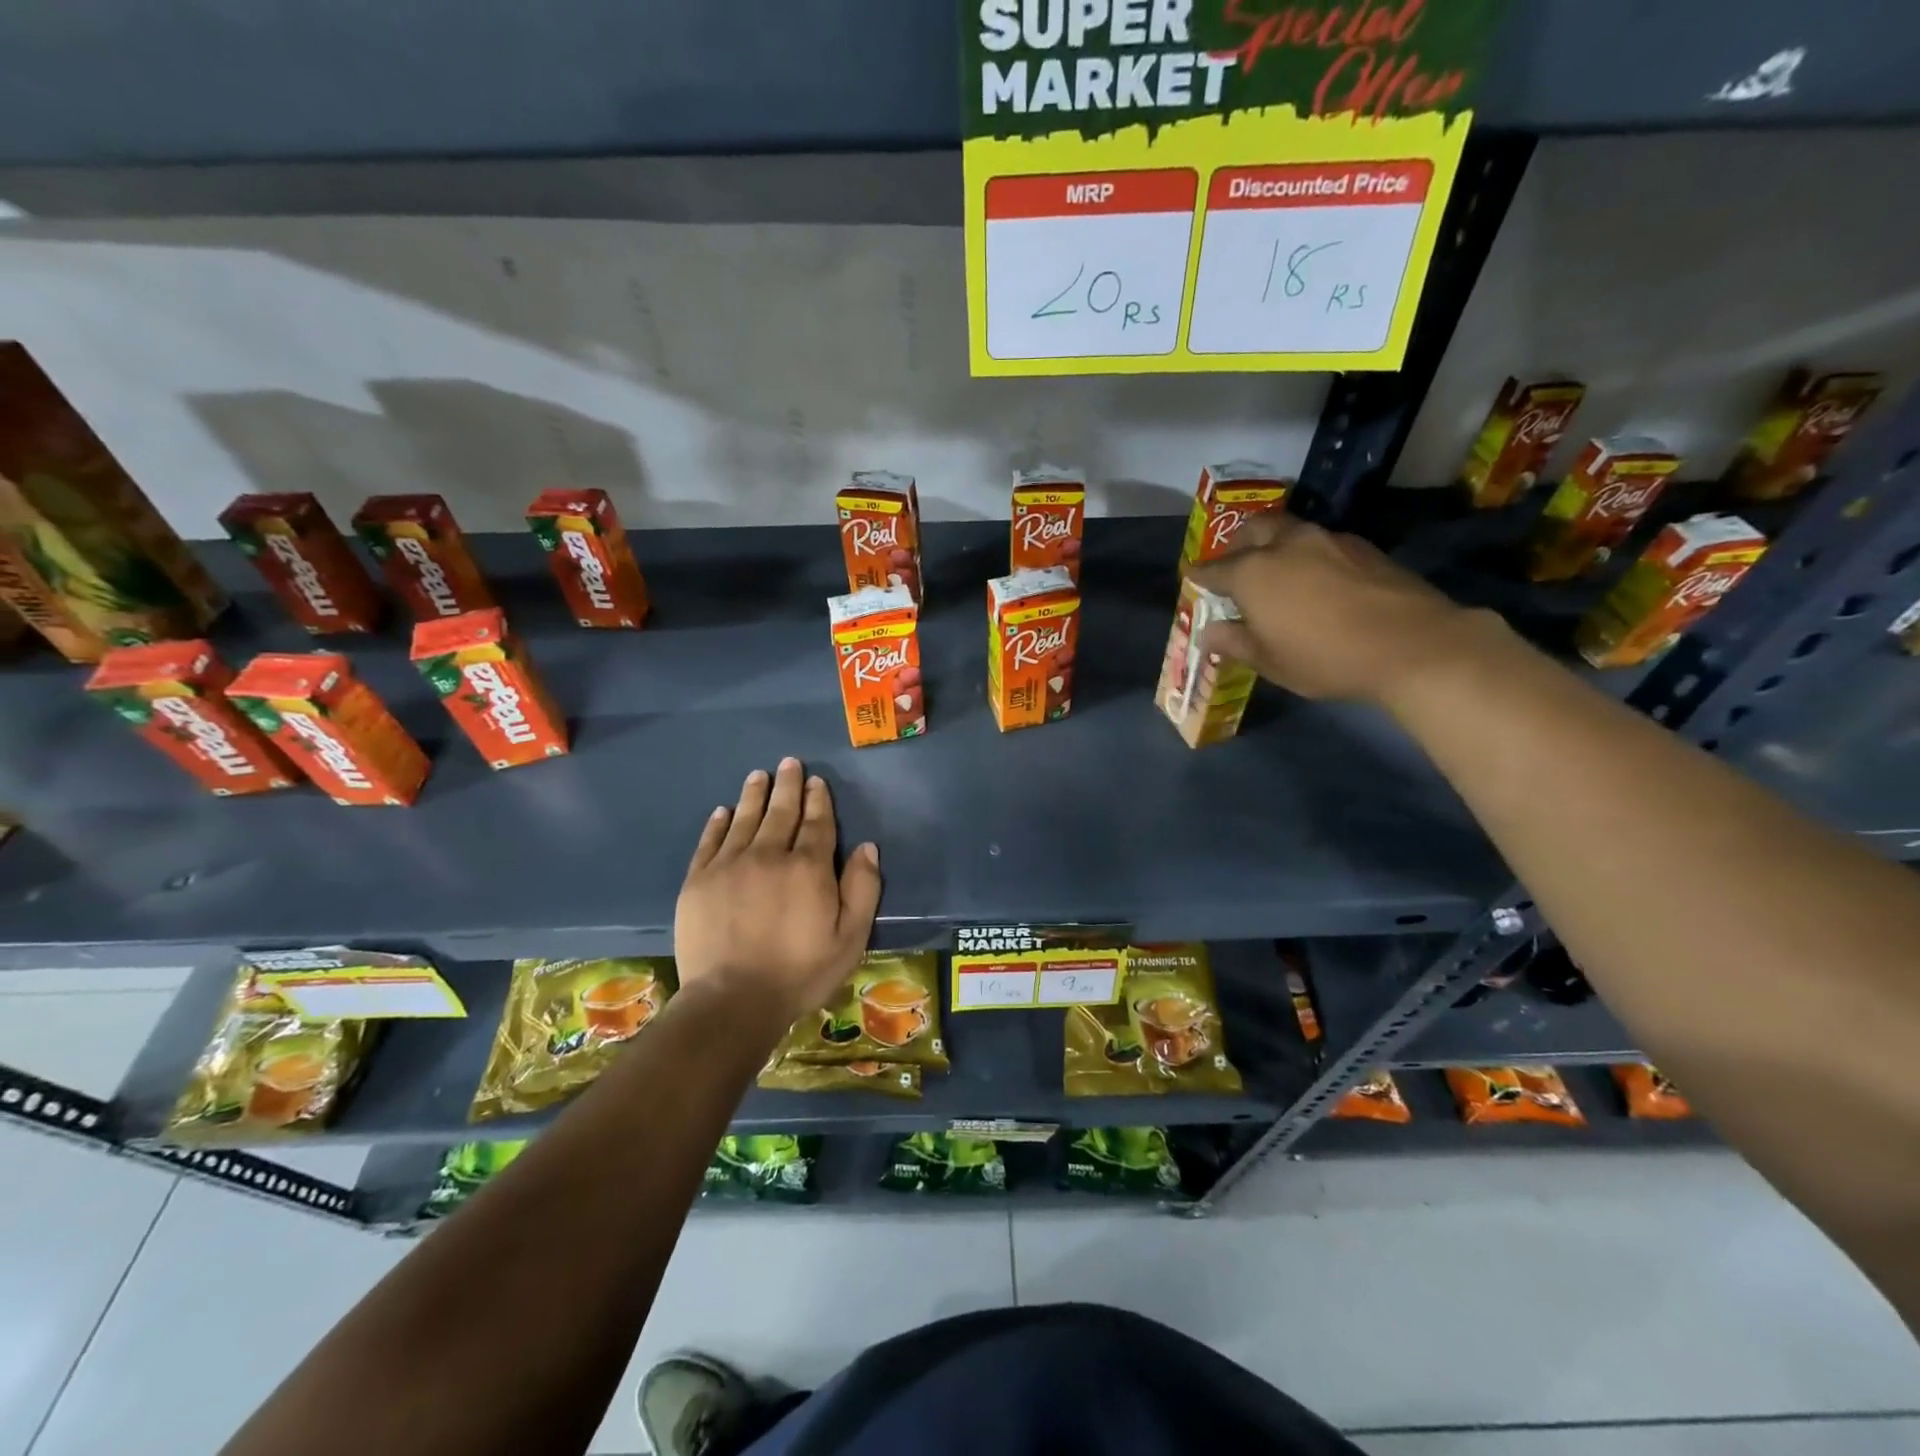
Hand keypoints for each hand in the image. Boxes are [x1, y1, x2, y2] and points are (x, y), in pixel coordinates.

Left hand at [675, 758, 881, 1025]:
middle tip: (789, 763)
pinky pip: (710, 842)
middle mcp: (769, 855)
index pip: (817, 824)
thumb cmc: (800, 972)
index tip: (816, 781)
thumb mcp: (850, 938)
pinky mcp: (699, 881)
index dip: (818, 800)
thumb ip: (862, 889)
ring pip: (745, 819)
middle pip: (781, 812)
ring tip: (759, 775)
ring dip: (754, 795)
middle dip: (788, 785)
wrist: (733, 1001)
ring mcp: (729, 865)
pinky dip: (718, 823)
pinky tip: (723, 811)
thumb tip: (867, 847)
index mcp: (808, 868)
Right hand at [1188, 513, 1484, 705]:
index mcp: (1254, 573)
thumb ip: (1235, 642)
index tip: (1191, 578)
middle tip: (1234, 564)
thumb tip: (1208, 633)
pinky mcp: (1361, 546)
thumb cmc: (1326, 658)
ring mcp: (1327, 540)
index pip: (1214, 569)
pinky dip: (1307, 553)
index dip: (1199, 576)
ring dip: (1274, 544)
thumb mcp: (1271, 661)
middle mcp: (1286, 545)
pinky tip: (1316, 578)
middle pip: (1252, 530)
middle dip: (1237, 544)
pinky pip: (1321, 541)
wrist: (1413, 644)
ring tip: (1276, 569)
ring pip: (1289, 530)